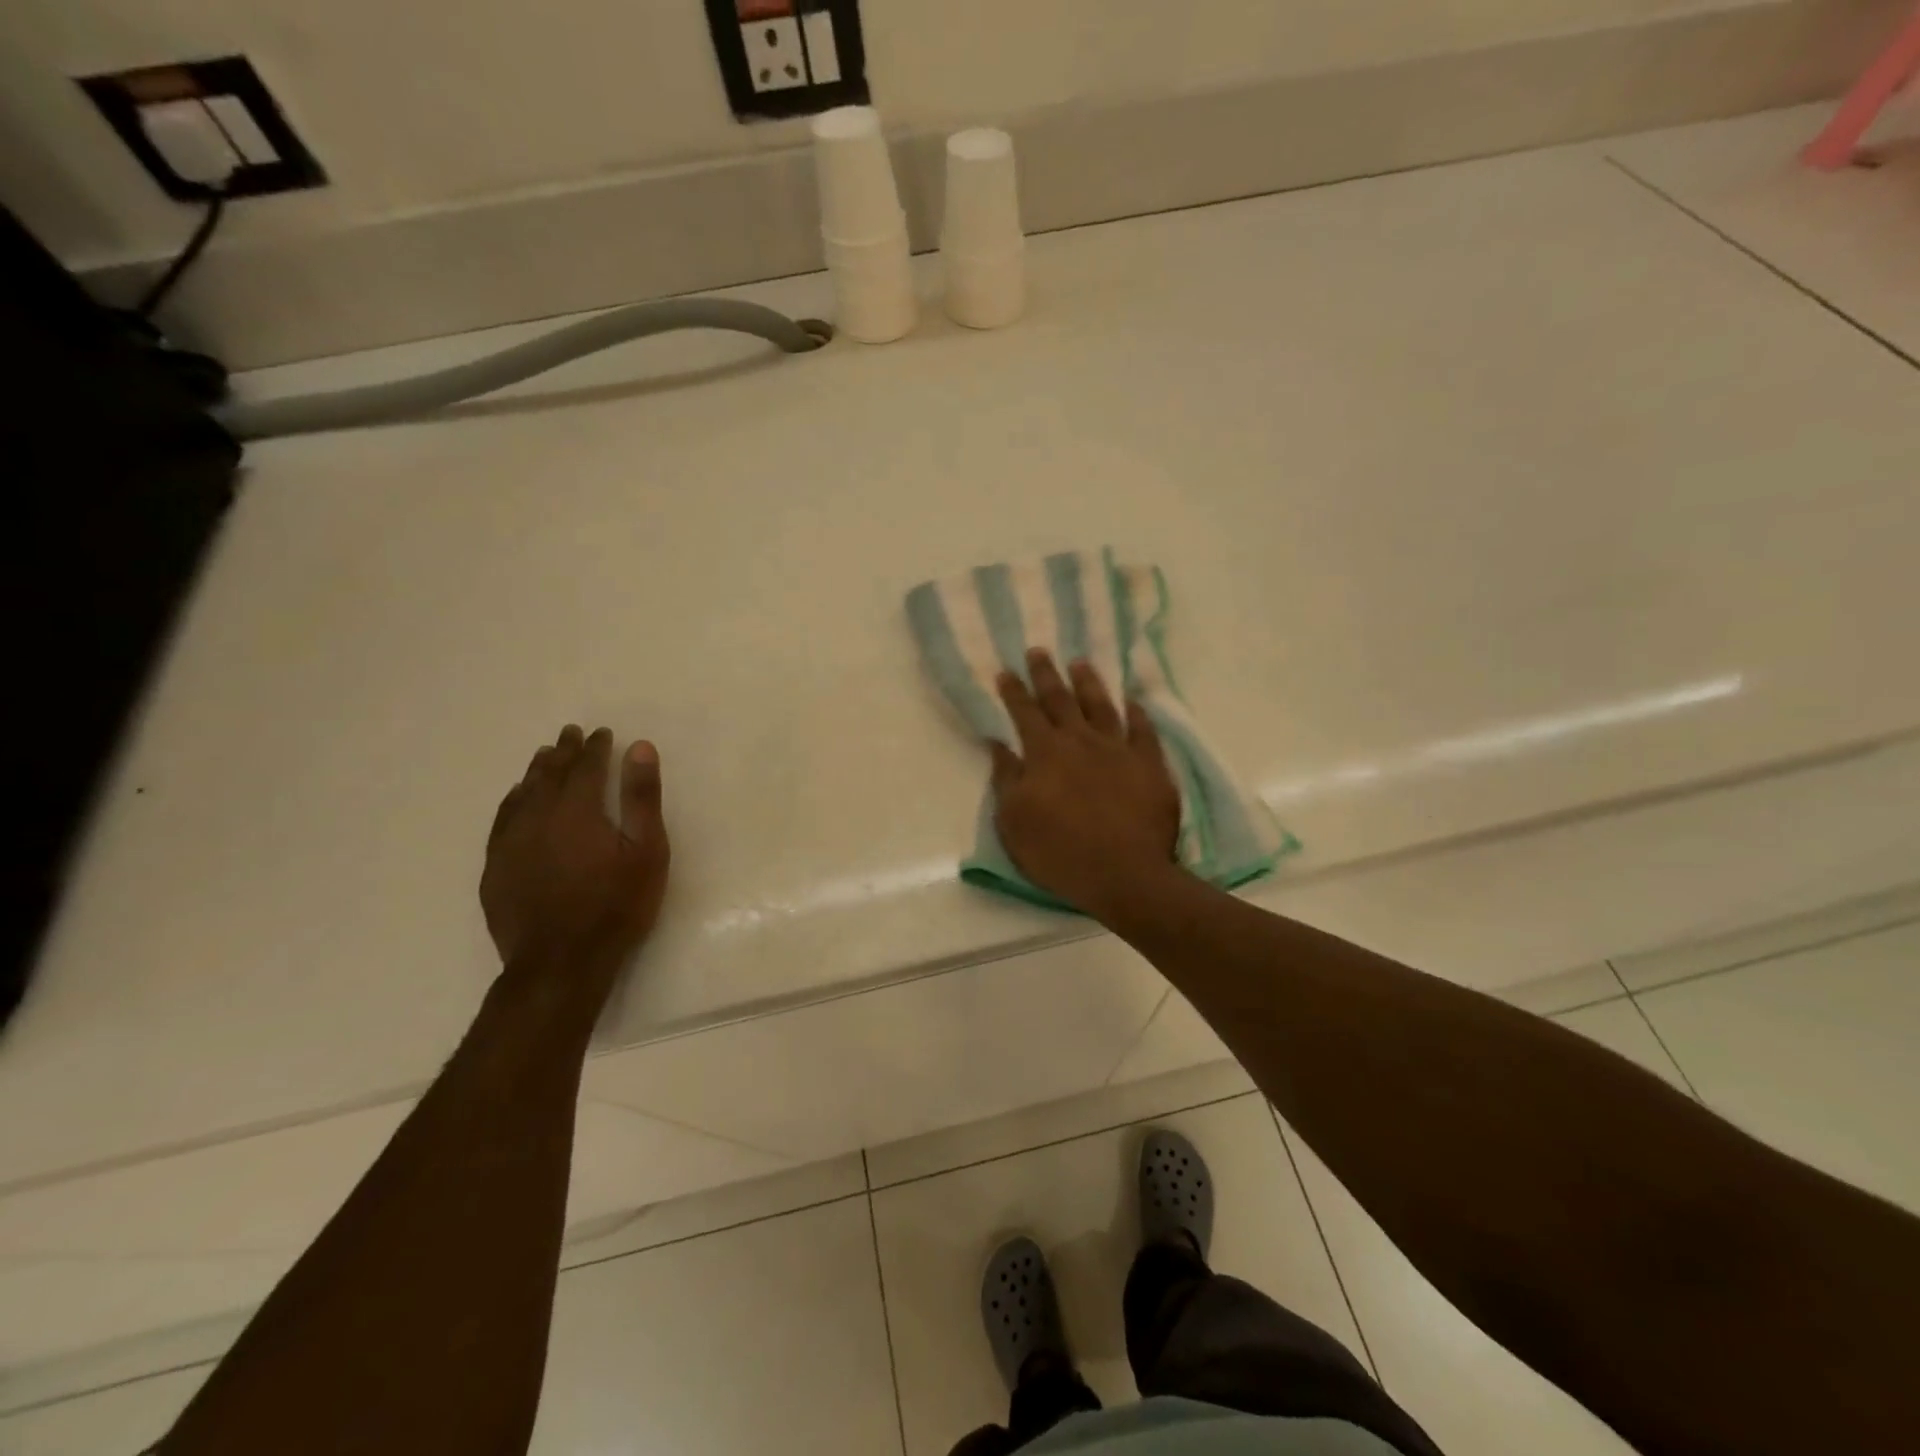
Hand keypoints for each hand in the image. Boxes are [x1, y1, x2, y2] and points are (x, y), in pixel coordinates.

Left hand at [481, 726, 671, 995]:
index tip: (603, 733)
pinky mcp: (496, 867)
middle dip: (564, 751)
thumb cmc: (616, 906)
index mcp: (578, 810)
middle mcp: (538, 817)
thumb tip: (639, 748)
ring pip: (522, 794)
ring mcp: (511, 843)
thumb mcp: (647, 852)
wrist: (561, 963)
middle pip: (550, 775)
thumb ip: (642, 798)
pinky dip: (512, 800)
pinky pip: (502, 820)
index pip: (586, 767)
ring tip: (545, 755)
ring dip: (536, 771)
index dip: (596, 748)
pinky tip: (517, 798)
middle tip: (571, 733)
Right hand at [991, 649, 1180, 916]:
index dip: (1014, 692)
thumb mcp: (1014, 821)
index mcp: (1045, 754)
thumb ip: (1006, 778)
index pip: (1024, 713)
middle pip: (1060, 700)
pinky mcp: (1150, 765)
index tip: (1005, 671)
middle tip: (1038, 650)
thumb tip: (998, 744)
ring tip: (1080, 662)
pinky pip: (1143, 730)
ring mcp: (1119, 750)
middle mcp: (1081, 742)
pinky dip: (1137, 713)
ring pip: (1101, 706)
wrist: (1125, 874)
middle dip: (1046, 674)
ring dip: (1088, 683)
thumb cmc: (1060, 852)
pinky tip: (1133, 702)